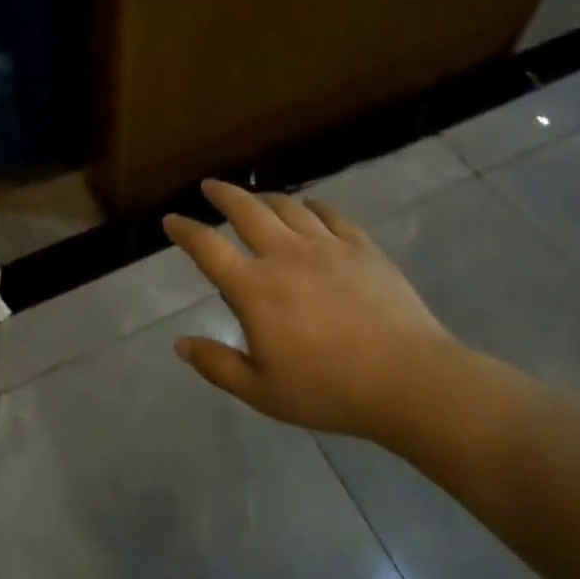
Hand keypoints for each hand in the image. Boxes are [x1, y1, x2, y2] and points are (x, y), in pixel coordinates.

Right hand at [164, 181, 463, 449]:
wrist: (408, 380)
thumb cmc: (329, 390)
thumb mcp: (262, 391)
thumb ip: (217, 365)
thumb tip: (181, 343)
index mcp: (255, 288)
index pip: (208, 247)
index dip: (185, 230)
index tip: (171, 220)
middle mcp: (285, 255)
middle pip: (246, 210)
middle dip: (224, 194)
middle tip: (211, 186)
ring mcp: (326, 246)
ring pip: (288, 207)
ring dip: (265, 197)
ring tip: (256, 197)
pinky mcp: (362, 248)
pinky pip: (331, 215)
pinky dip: (313, 206)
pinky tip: (310, 206)